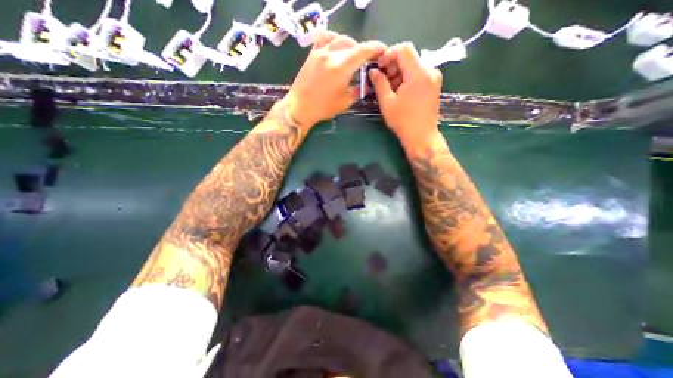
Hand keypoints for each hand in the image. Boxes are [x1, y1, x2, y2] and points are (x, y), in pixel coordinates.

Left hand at [283, 30, 385, 128]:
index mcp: (342, 67)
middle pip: (352, 44)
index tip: (382, 51)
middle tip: (366, 60)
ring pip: (339, 39)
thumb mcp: (345, 102)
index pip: (363, 51)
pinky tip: (335, 49)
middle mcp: (331, 54)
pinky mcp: (312, 54)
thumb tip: (366, 83)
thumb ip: (358, 90)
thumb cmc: (323, 108)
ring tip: (351, 56)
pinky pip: (324, 38)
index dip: (375, 48)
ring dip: (349, 45)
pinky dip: (333, 40)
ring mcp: (320, 52)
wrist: (300, 108)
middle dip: (362, 50)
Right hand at [366, 42, 444, 151]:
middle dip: (392, 66)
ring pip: (413, 67)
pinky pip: (419, 75)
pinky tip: (399, 92)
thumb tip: (373, 71)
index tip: (379, 67)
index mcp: (418, 73)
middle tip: (381, 80)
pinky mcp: (434, 86)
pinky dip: (407, 79)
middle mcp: (430, 71)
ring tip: (389, 89)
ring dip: (399, 74)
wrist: (421, 137)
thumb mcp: (387, 102)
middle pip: (409, 57)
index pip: (404, 49)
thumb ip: (379, 83)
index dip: (389, 54)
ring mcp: (434, 79)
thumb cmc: (403, 121)